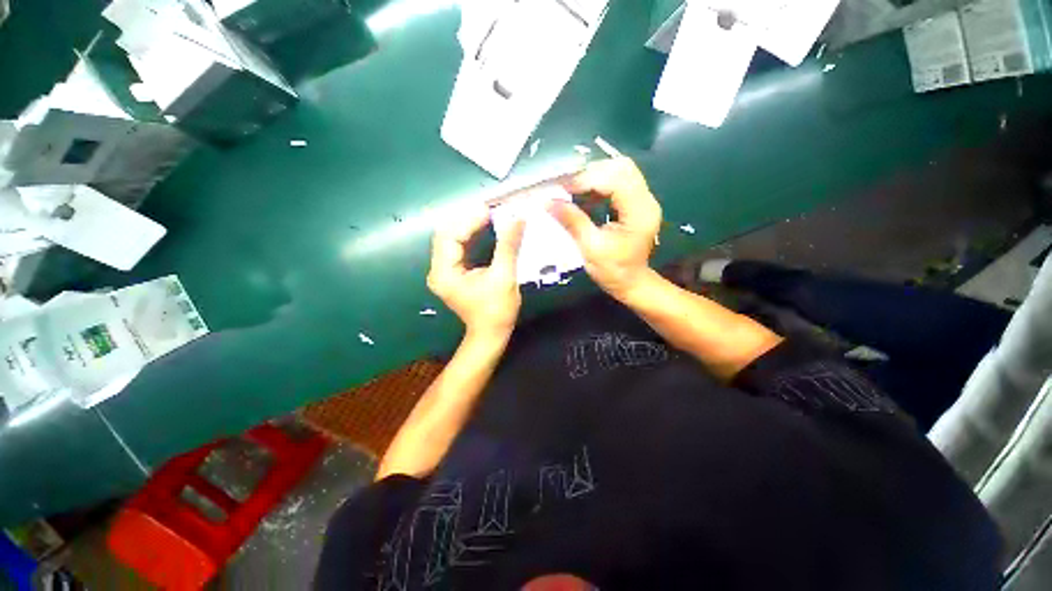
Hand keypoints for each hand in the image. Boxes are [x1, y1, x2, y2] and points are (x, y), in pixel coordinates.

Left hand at [428, 203, 525, 338]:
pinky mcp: (451, 272)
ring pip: (450, 238)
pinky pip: (457, 246)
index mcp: (445, 272)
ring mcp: (443, 271)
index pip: (450, 236)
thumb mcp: (504, 277)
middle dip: (467, 219)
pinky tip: (482, 228)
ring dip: (468, 225)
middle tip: (490, 211)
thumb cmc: (497, 311)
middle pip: (446, 234)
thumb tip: (517, 218)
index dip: (469, 220)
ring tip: (488, 216)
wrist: (490, 334)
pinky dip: (469, 235)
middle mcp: (438, 269)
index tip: (490, 210)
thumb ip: (508, 246)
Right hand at [548, 157, 661, 299]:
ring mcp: (643, 200)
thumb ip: (573, 221)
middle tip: (567, 185)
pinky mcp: (636, 203)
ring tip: (572, 189)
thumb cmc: (613, 271)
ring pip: (620, 171)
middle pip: (621, 167)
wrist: (632, 283)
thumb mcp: (590, 248)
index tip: (562, 187)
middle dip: (591, 172)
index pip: (615, 180)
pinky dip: (599, 184)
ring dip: (594, 176)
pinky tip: (584, 196)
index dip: (587, 179)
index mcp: (639, 212)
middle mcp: (646, 200)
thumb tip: (548, 201)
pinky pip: (618, 182)